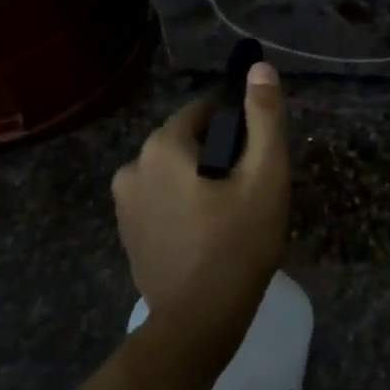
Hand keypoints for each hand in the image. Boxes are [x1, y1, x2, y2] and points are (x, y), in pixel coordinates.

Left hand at [112, 62, 289, 350]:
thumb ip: (264, 117)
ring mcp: (124, 205)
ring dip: (199, 182)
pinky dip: (183, 206)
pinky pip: (161, 201)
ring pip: (173, 173)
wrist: (199, 320)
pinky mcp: (126, 234)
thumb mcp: (265, 175)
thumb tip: (260, 69)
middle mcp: (131, 167)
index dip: (236, 129)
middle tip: (249, 191)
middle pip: (186, 143)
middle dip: (217, 157)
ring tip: (231, 216)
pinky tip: (207, 235)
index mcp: (161, 147)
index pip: (203, 113)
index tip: (256, 158)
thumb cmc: (238, 242)